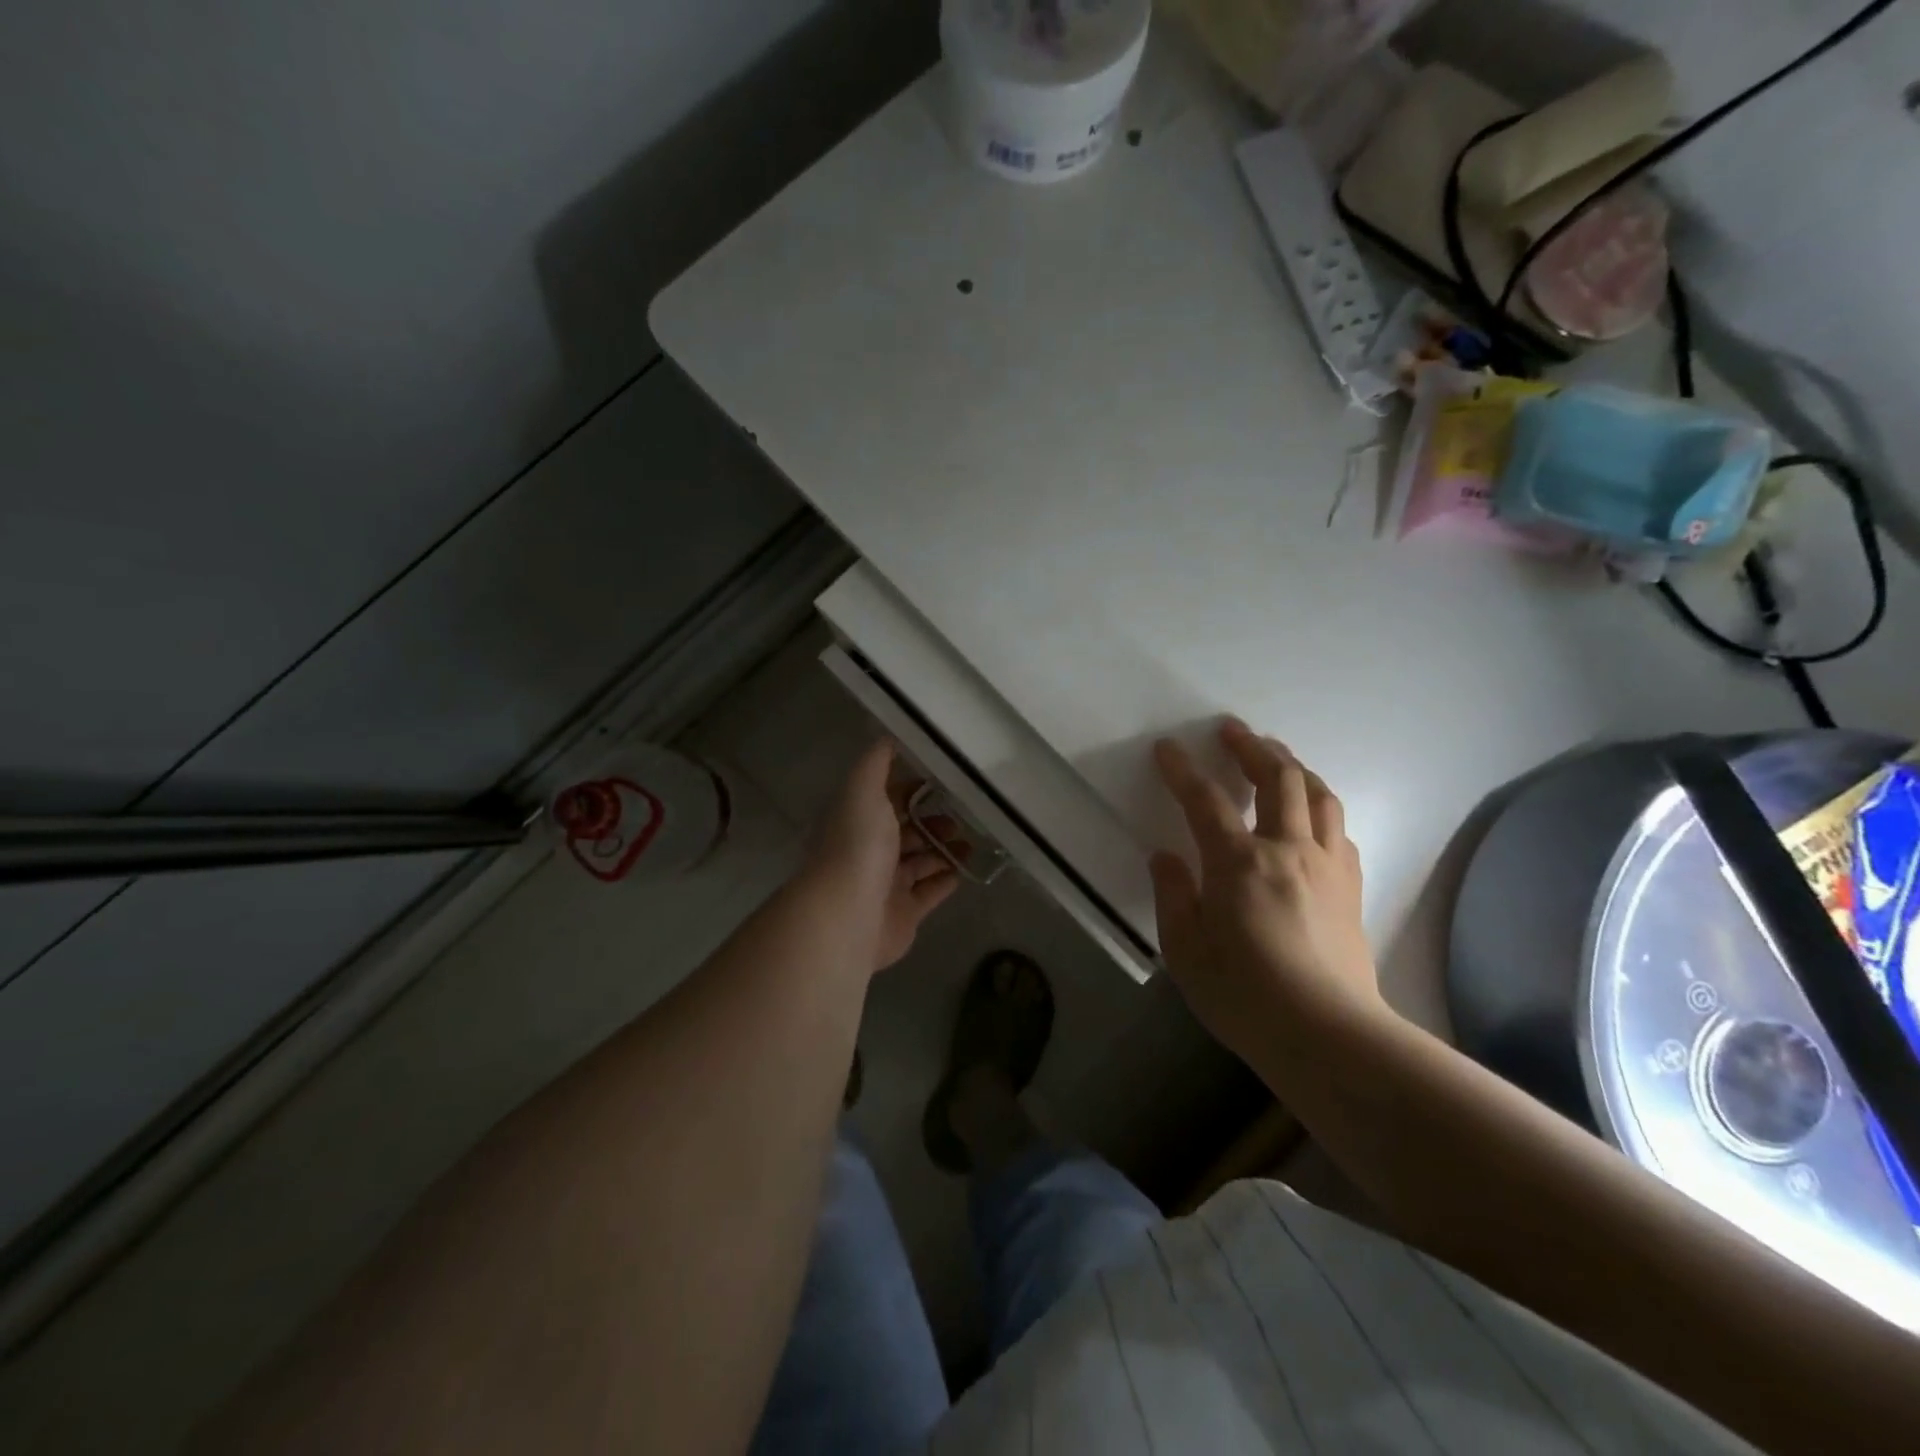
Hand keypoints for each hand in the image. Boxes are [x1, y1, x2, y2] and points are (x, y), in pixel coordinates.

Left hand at [809, 739, 961, 972]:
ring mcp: (886, 884)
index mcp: (858, 820)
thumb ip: (876, 763)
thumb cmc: (859, 845)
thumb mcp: (864, 790)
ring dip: (944, 850)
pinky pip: (929, 893)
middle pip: (906, 832)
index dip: (912, 789)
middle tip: (962, 817)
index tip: (943, 780)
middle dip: (933, 822)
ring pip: (921, 862)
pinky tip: (964, 870)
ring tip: (971, 843)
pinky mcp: (904, 913)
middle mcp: (869, 851)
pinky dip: (945, 880)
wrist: (850, 912)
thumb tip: (887, 736)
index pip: (887, 799)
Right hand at [1148, 719, 1382, 1066]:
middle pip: (1277, 779)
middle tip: (1231, 731)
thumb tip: (1166, 857)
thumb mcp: (1186, 952)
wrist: (1330, 1036)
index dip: (1183, 770)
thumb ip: (1173, 896)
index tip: (1167, 748)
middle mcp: (1288, 850)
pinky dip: (1321, 807)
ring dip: (1294, 766)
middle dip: (1251, 747)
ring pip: (1319, 795)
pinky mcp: (1351, 888)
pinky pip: (1339, 829)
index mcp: (1240, 863)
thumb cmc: (1246, 997)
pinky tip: (1312, 814)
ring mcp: (1327, 866)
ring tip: (1276, 756)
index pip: (1205, 801)